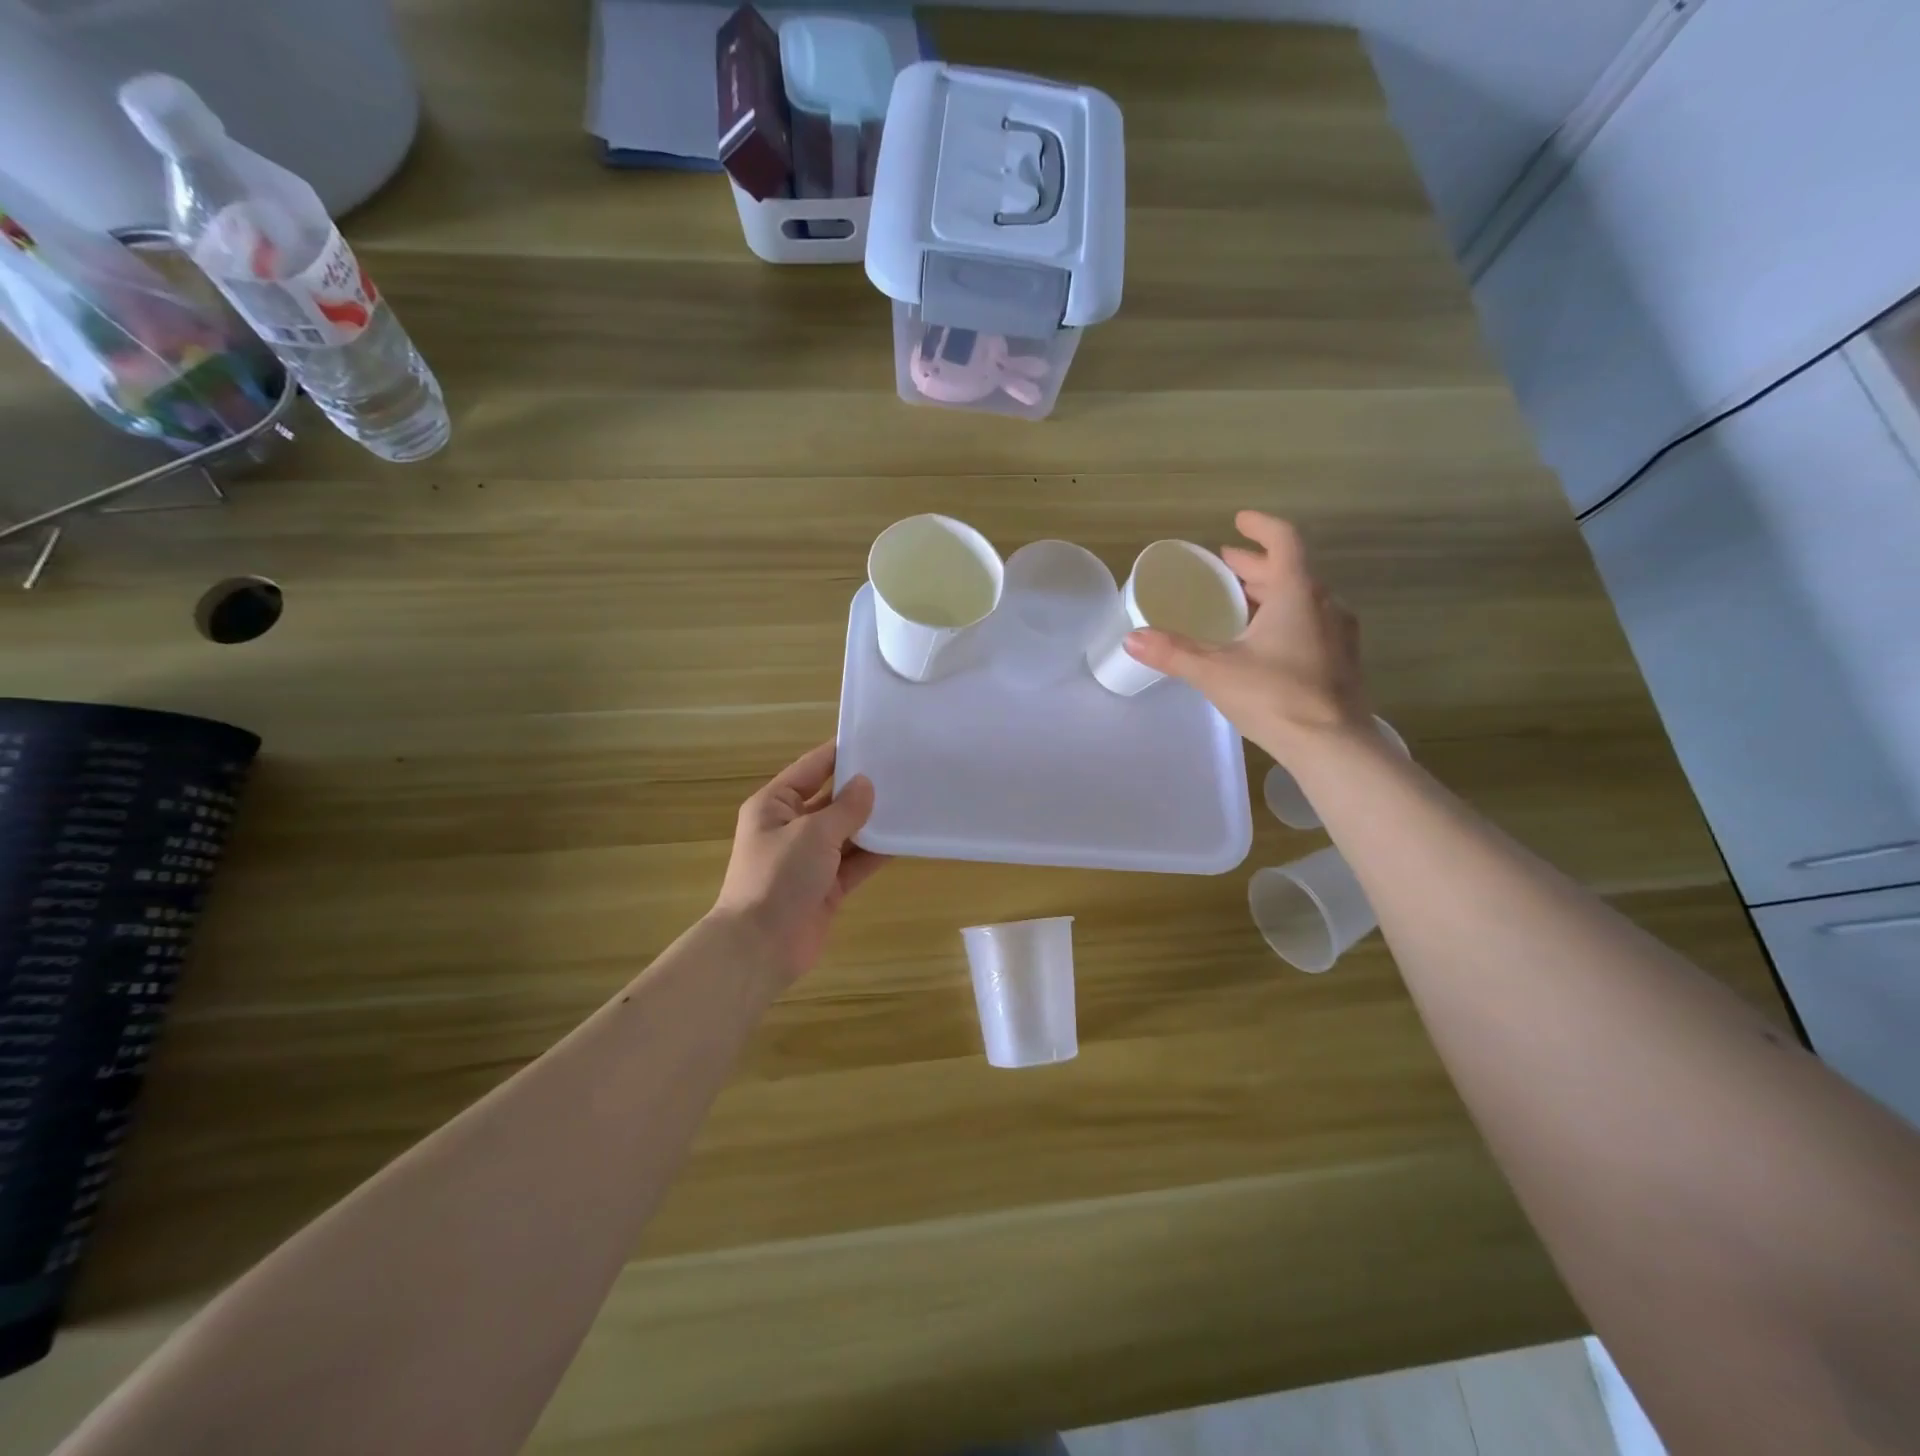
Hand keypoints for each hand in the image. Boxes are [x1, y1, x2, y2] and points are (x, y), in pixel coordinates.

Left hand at [712, 741, 886, 985]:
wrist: (760, 947)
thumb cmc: (779, 877)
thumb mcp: (813, 833)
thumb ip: (845, 808)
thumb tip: (866, 784)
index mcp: (775, 805)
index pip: (812, 768)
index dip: (841, 753)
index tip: (875, 738)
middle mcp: (791, 827)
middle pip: (832, 800)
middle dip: (863, 789)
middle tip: (903, 770)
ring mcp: (809, 859)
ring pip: (847, 832)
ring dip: (873, 822)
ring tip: (911, 800)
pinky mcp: (826, 886)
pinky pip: (855, 862)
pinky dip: (876, 853)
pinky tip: (905, 839)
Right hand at [1124, 511, 1370, 762]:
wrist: (1334, 746)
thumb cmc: (1275, 697)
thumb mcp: (1215, 672)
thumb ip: (1173, 653)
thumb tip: (1131, 638)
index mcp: (1297, 594)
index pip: (1284, 542)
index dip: (1260, 527)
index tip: (1238, 522)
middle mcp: (1324, 605)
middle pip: (1291, 571)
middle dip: (1256, 565)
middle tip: (1227, 566)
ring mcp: (1338, 634)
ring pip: (1303, 598)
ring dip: (1272, 592)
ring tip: (1242, 601)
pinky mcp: (1342, 661)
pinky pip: (1312, 623)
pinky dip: (1287, 617)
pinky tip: (1267, 642)